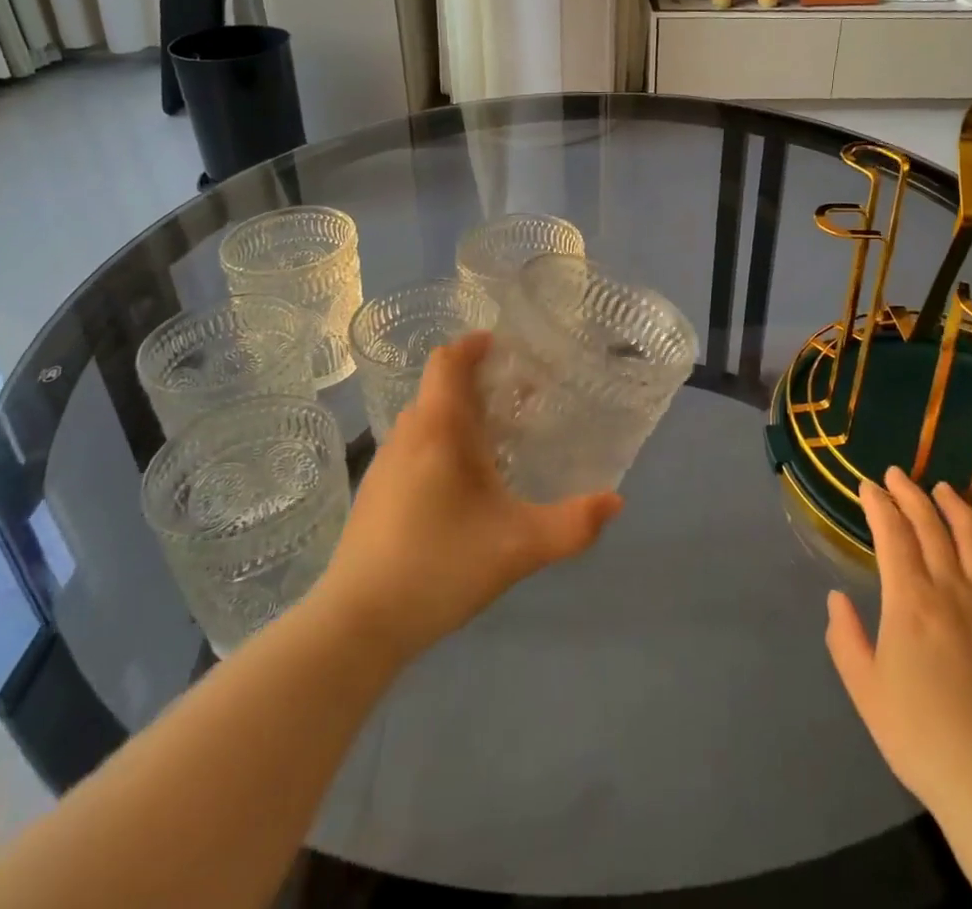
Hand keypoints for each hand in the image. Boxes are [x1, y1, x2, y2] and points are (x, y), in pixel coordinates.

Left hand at [315, 332, 621, 665]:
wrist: (356, 625)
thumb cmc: (438, 568)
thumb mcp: (518, 548)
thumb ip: (572, 525)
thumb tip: (615, 501)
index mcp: (438, 430)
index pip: (447, 361)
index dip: (473, 345)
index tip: (505, 346)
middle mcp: (408, 435)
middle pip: (439, 387)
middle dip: (477, 382)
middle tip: (519, 397)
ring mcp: (385, 464)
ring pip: (425, 418)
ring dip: (457, 413)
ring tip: (496, 437)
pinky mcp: (374, 493)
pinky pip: (413, 446)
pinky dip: (440, 441)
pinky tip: (461, 483)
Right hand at [825, 467, 971, 821]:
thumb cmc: (918, 736)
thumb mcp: (864, 688)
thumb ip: (846, 637)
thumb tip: (837, 598)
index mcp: (909, 601)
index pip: (892, 535)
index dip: (878, 505)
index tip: (867, 486)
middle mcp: (950, 591)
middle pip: (930, 528)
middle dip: (910, 495)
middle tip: (897, 475)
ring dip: (956, 508)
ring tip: (943, 488)